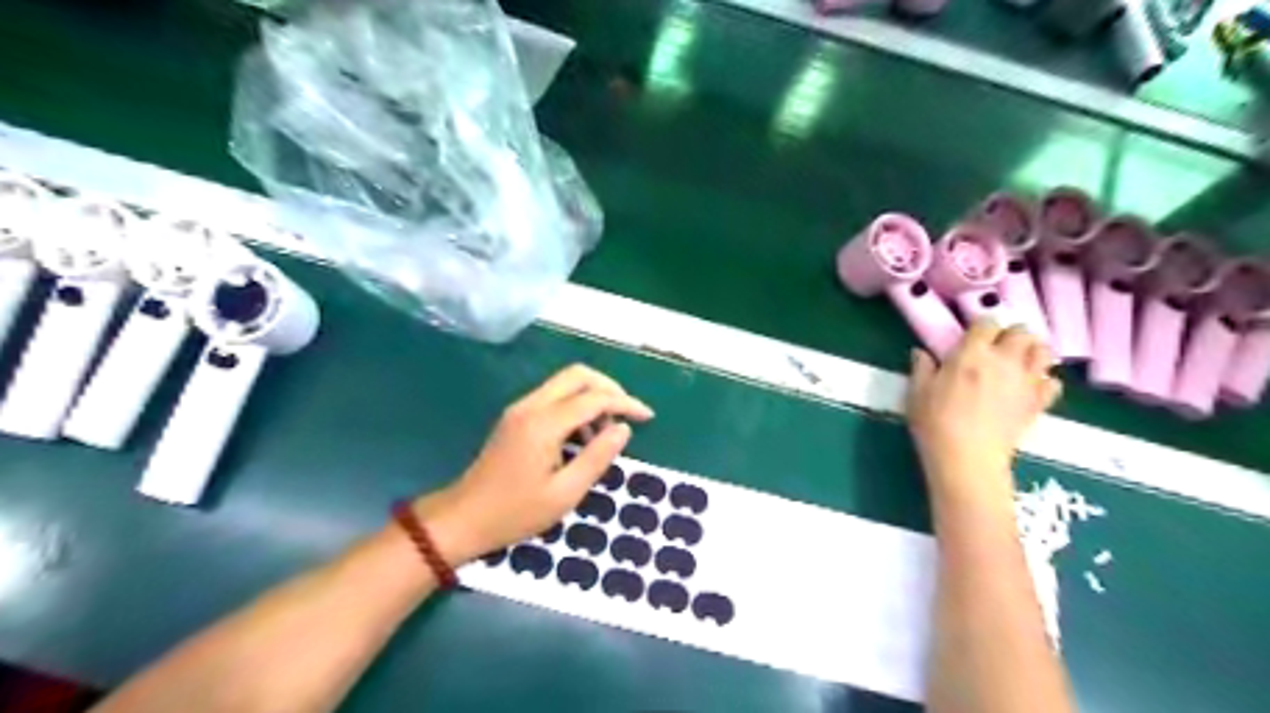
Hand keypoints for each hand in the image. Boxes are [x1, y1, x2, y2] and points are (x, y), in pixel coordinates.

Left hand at [418, 365, 653, 563]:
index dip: (625, 403)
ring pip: (564, 383)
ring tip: (604, 434)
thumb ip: (597, 457)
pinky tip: (581, 438)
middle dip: (609, 388)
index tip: (647, 417)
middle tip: (627, 414)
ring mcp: (520, 409)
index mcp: (544, 424)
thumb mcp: (565, 493)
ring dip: (591, 397)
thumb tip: (623, 429)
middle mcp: (531, 406)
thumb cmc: (515, 513)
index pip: (593, 398)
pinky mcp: (515, 417)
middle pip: (578, 375)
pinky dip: (575, 406)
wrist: (462, 518)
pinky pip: (553, 397)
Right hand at [907, 320, 1057, 501]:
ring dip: (1032, 352)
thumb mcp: (917, 393)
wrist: (967, 458)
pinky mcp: (1038, 403)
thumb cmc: (935, 423)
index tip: (972, 337)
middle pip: (1021, 332)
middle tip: (997, 348)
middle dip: (1011, 335)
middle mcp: (1003, 360)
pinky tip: (1029, 388)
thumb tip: (921, 353)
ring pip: (1044, 351)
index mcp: (971, 354)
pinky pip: (1053, 383)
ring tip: (1018, 362)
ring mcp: (1025, 381)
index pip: (987, 322)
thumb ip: (921, 369)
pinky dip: (1044, 381)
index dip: (981, 326)